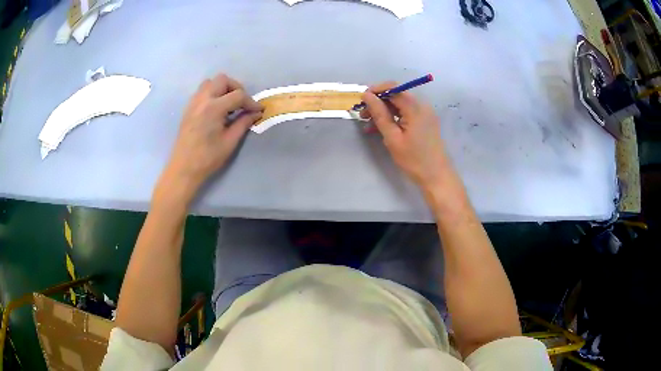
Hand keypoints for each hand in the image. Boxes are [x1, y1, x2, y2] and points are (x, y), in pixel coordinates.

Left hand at [160, 74, 262, 201]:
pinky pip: (202, 91)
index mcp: (213, 108)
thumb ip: (243, 123)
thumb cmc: (207, 158)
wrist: (184, 168)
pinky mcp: (189, 108)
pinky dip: (213, 94)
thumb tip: (255, 113)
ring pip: (210, 82)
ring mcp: (193, 103)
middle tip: (242, 103)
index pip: (238, 95)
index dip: (251, 102)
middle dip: (236, 88)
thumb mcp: (230, 142)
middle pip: (223, 80)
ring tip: (229, 104)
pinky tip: (217, 109)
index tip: (258, 110)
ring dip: (223, 88)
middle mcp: (202, 100)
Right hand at [361, 82, 448, 190]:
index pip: (393, 87)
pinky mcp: (425, 121)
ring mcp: (425, 113)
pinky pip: (406, 112)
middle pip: (397, 94)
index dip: (376, 90)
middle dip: (378, 101)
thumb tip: (367, 96)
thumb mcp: (392, 137)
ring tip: (369, 123)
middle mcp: (422, 105)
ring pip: (400, 104)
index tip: (361, 100)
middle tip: (363, 115)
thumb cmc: (414, 159)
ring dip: (384, 110)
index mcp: (415, 107)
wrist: (437, 176)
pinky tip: (382, 127)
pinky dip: (393, 117)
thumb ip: (379, 114)